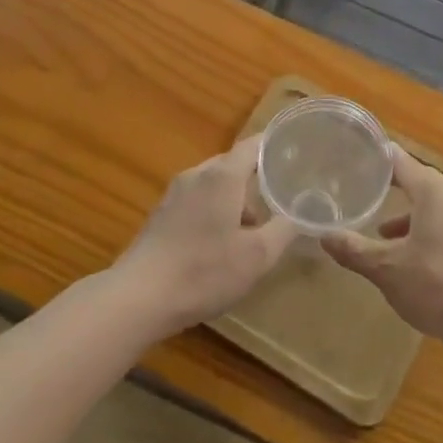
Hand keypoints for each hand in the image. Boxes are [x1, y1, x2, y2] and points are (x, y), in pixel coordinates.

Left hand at [112, 136, 298, 335]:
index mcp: (223, 175)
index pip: (255, 144)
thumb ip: (285, 230)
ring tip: (250, 236)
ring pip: (215, 186)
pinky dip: (214, 213)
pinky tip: (218, 247)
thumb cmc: (204, 271)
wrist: (138, 298)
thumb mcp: (257, 256)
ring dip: (235, 203)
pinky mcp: (160, 214)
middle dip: (258, 184)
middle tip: (280, 205)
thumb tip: (304, 213)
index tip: (298, 155)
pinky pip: (197, 201)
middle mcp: (197, 174)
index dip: (277, 146)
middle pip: (234, 165)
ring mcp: (174, 193)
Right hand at [321, 147, 442, 351]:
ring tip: (381, 233)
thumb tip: (323, 236)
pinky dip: (425, 230)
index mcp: (433, 190)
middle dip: (389, 188)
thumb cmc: (437, 285)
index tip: (353, 158)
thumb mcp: (387, 269)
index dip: (376, 159)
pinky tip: (412, 257)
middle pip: (417, 181)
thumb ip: (354, 250)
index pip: (399, 161)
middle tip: (360, 192)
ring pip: (432, 205)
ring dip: (407, 215)